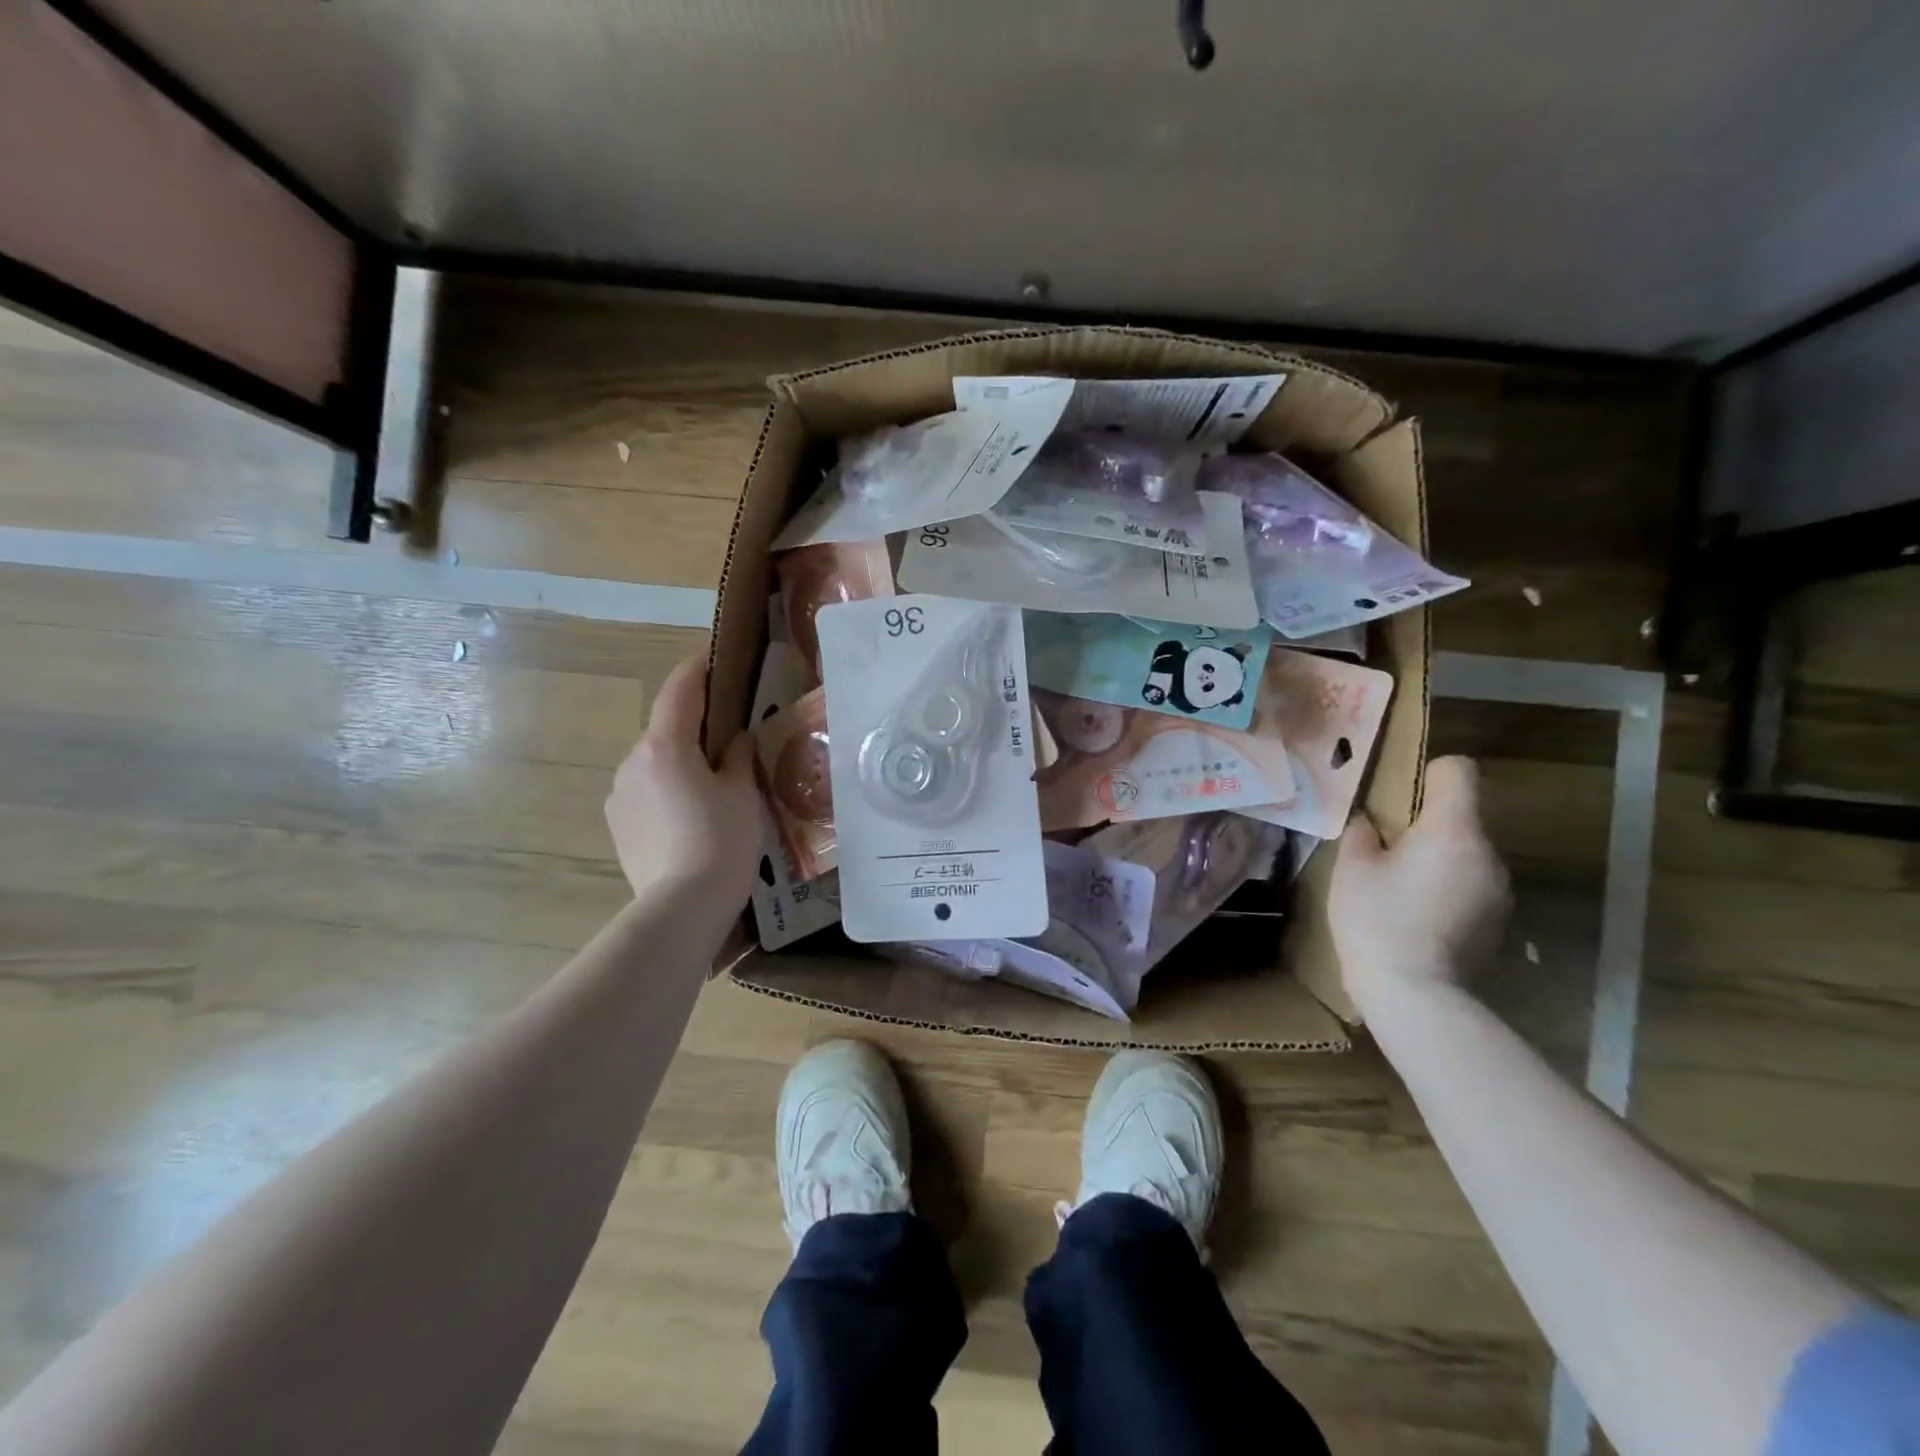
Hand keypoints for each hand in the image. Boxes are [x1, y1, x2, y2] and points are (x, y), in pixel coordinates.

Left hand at [606, 656, 761, 909]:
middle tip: (731, 736)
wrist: (681, 907)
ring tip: (713, 786)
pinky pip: (645, 791)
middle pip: (667, 728)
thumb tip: (736, 739)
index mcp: (666, 745)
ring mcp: (619, 794)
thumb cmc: (722, 842)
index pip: (681, 689)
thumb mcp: (744, 794)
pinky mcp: (616, 823)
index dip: (699, 668)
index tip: (716, 657)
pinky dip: (667, 789)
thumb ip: (739, 757)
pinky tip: (691, 817)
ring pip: (655, 762)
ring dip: (681, 761)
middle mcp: (633, 761)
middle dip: (695, 725)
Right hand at [1329, 756, 1511, 1015]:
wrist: (1417, 997)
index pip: (1458, 772)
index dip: (1428, 774)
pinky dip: (1447, 891)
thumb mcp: (1352, 869)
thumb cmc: (1378, 921)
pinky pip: (1471, 887)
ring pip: (1465, 855)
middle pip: (1461, 817)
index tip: (1399, 797)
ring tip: (1399, 890)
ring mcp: (1499, 892)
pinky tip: (1417, 918)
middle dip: (1426, 825)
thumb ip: (1363, 833)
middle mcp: (1488, 854)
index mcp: (1453, 831)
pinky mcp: (1498, 924)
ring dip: (1437, 860)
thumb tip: (1371, 822)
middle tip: (1385, 850)